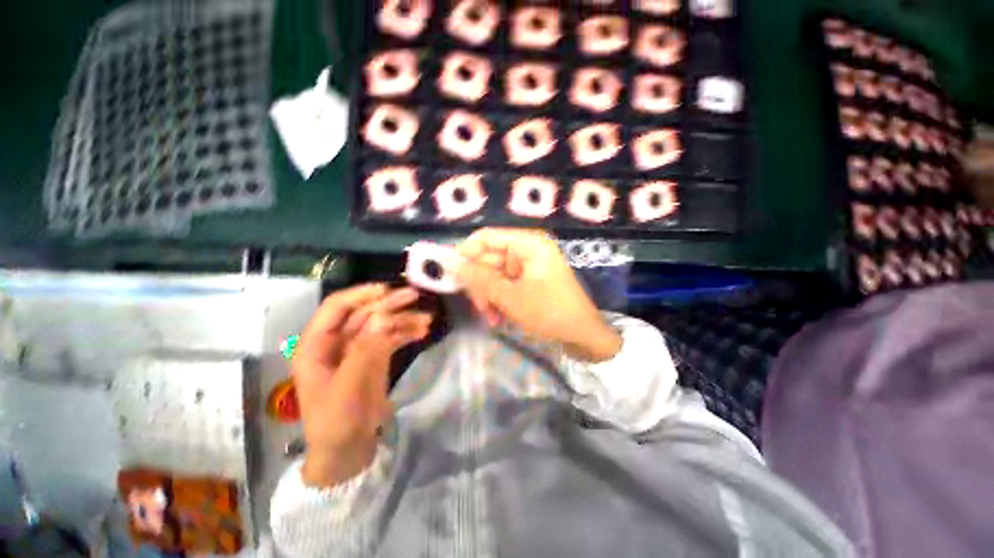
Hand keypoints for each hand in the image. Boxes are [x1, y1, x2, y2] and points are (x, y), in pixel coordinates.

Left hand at [291, 284, 432, 487]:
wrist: (346, 453)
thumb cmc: (336, 422)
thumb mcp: (348, 387)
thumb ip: (365, 350)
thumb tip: (385, 317)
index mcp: (316, 345)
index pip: (336, 307)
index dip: (360, 294)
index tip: (388, 289)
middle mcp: (336, 342)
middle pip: (364, 313)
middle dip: (389, 304)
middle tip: (415, 296)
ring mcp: (357, 350)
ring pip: (381, 325)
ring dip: (403, 319)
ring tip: (427, 320)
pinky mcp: (373, 358)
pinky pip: (390, 339)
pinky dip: (406, 333)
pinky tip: (422, 332)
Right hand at [456, 228, 620, 361]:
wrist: (583, 336)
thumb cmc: (550, 312)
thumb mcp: (511, 298)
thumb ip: (481, 280)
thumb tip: (454, 265)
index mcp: (527, 243)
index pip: (486, 237)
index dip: (466, 253)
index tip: (453, 275)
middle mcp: (527, 249)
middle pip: (488, 258)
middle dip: (480, 285)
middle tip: (479, 308)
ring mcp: (528, 266)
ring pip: (493, 275)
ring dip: (488, 297)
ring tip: (492, 318)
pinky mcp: (528, 280)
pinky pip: (504, 285)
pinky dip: (498, 301)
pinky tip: (499, 318)